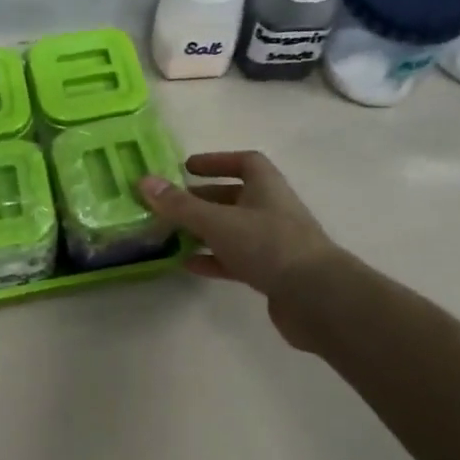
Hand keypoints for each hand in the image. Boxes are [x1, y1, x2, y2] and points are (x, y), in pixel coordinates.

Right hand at [138, 151, 341, 349]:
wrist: (316, 298)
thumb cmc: (268, 245)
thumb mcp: (217, 222)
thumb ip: (180, 205)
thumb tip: (144, 181)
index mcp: (266, 187)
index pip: (244, 162)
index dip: (216, 161)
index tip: (187, 167)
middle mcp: (271, 210)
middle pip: (234, 197)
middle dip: (203, 199)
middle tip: (170, 204)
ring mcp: (273, 243)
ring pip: (233, 230)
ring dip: (204, 231)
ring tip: (171, 235)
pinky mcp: (271, 273)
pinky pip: (236, 260)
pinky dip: (213, 259)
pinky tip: (188, 265)